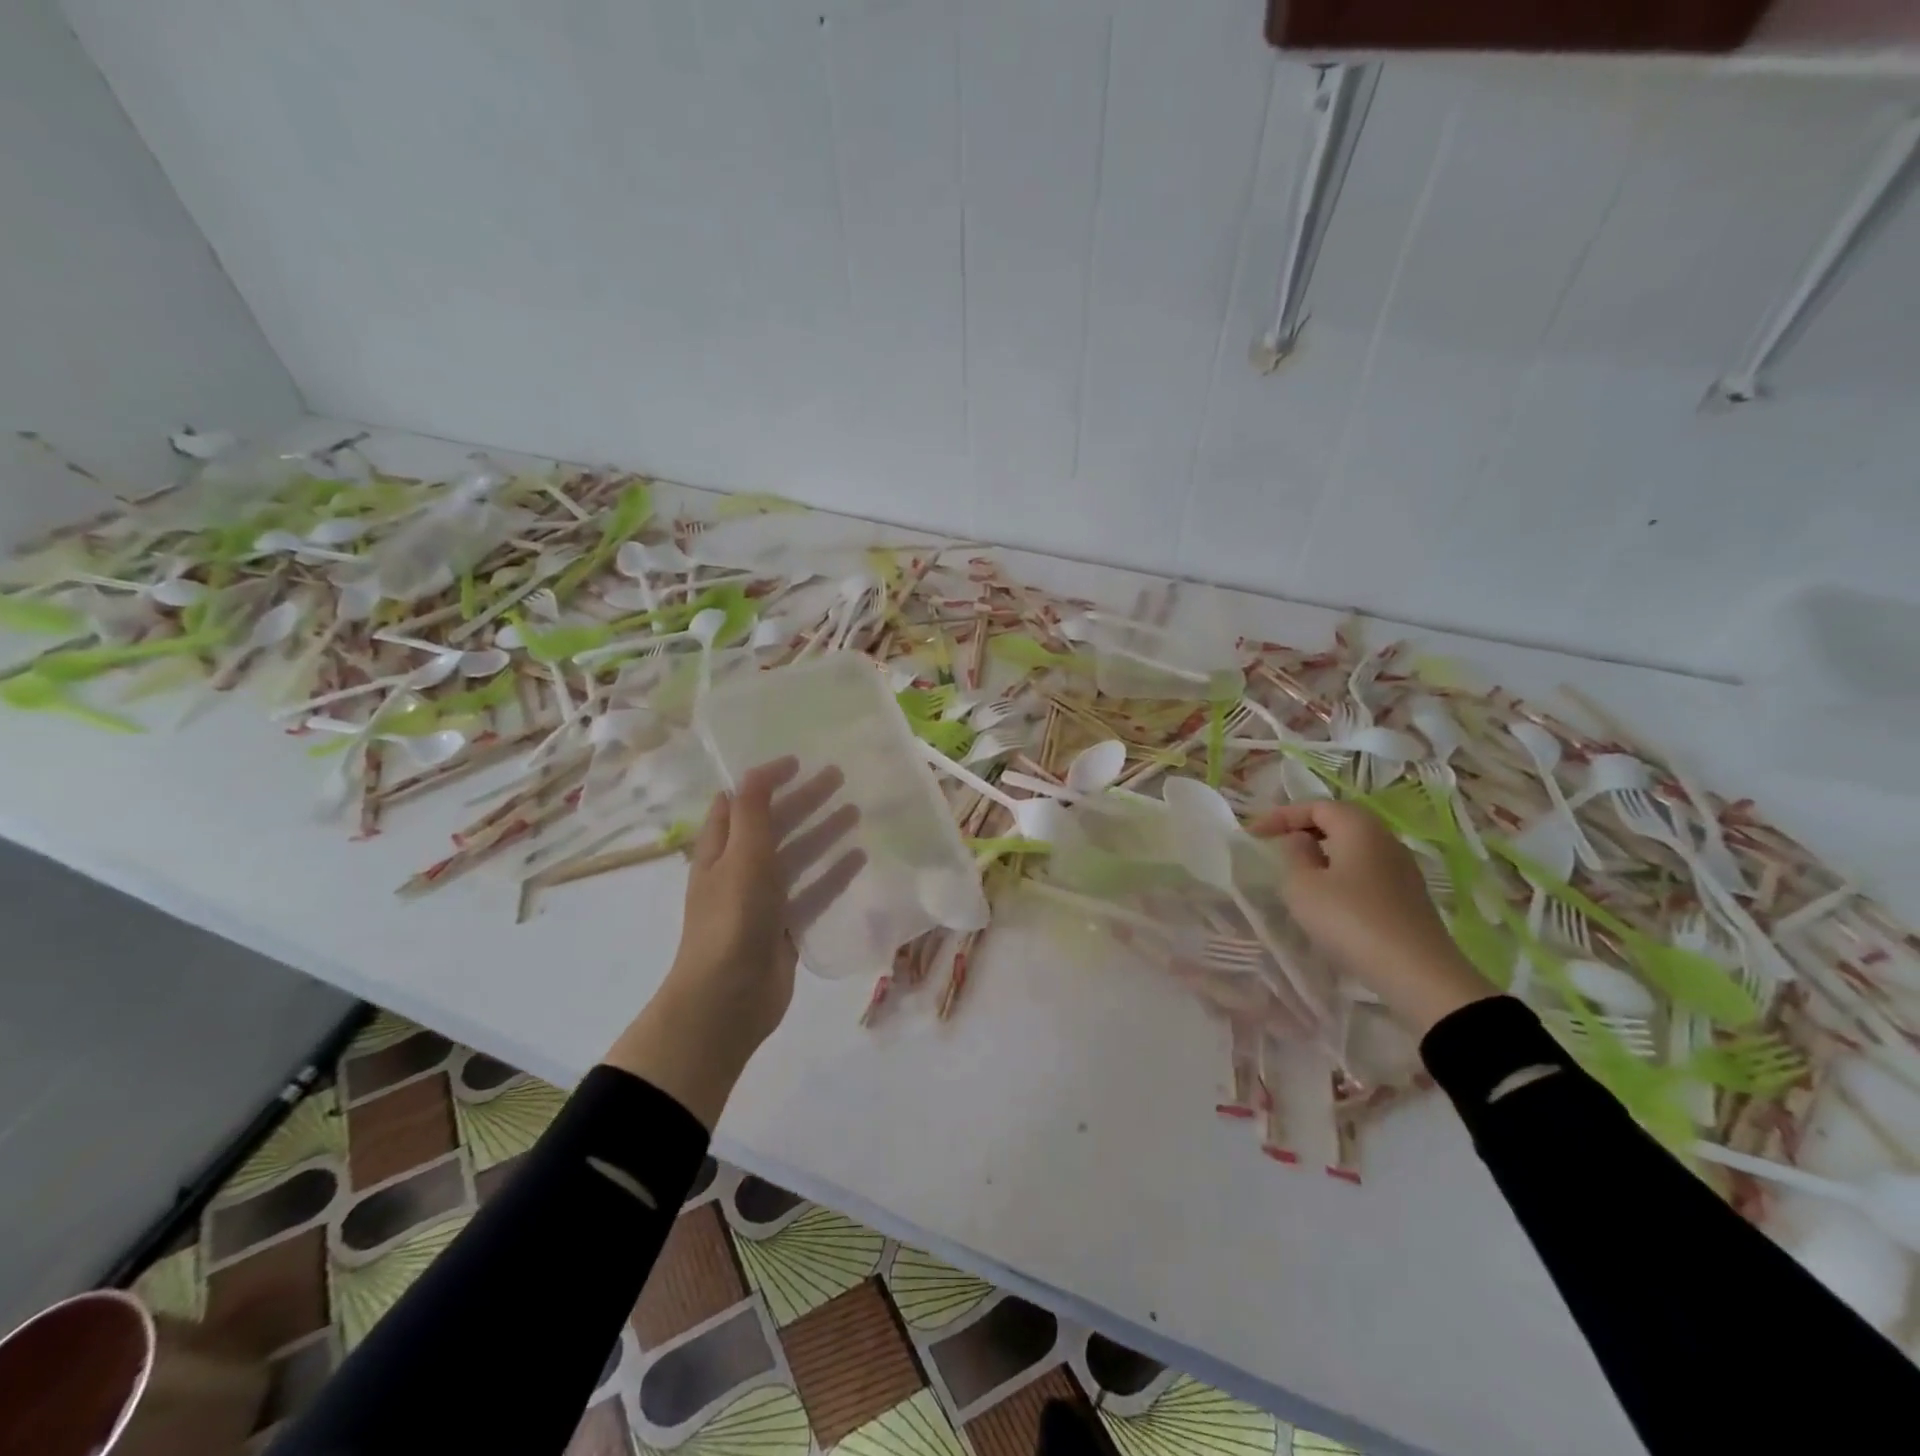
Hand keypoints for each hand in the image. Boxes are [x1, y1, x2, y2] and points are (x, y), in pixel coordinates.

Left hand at [604, 757, 864, 1125]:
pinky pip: (812, 892)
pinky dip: (832, 874)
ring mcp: (762, 901)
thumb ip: (753, 811)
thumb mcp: (742, 856)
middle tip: (838, 776)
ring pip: (797, 857)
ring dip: (822, 833)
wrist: (727, 999)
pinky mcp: (785, 927)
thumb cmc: (731, 919)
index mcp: (719, 850)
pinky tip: (858, 858)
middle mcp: (738, 870)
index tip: (798, 761)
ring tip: (855, 812)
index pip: (740, 802)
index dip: (765, 780)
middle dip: (803, 800)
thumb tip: (757, 769)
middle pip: (774, 825)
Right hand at [1251, 800, 1494, 1035]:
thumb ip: (1294, 854)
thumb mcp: (1302, 885)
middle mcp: (1385, 838)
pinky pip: (1366, 870)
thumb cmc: (1350, 920)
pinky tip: (1329, 897)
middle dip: (1303, 829)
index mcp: (1358, 826)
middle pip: (1339, 821)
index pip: (1315, 806)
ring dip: (1324, 852)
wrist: (1417, 973)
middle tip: (1275, 845)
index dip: (1281, 816)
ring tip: (1298, 871)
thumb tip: (1302, 841)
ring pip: (1354, 847)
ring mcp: (1402, 867)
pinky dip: (1342, 872)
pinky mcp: (1408, 895)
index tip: (1253, 835)